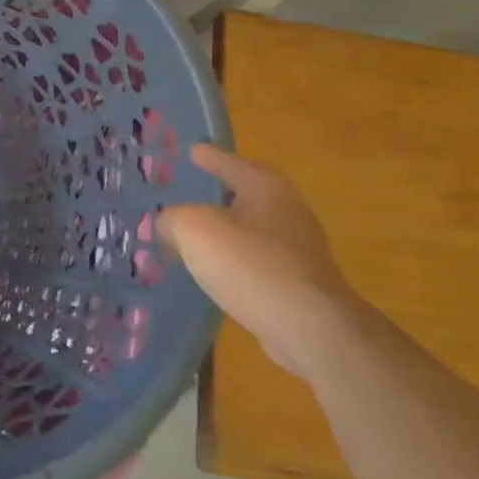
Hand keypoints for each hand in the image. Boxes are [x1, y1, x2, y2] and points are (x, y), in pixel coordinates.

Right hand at [158, 144, 365, 379]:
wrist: (309, 328)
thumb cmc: (250, 264)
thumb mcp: (193, 229)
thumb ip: (172, 219)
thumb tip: (169, 228)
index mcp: (265, 186)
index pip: (229, 162)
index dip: (208, 156)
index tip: (192, 150)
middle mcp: (287, 210)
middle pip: (242, 195)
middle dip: (214, 196)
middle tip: (185, 195)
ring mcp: (297, 249)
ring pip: (247, 231)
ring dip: (222, 233)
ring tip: (191, 237)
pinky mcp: (297, 283)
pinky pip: (254, 262)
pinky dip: (232, 262)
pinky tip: (212, 272)